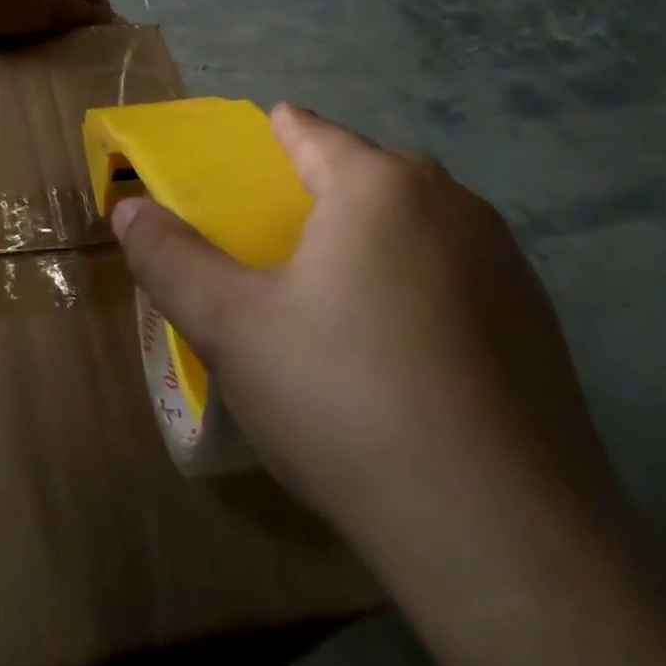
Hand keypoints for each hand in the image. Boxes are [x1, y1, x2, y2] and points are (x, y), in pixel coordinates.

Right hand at [110, 104, 621, 595]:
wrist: (501, 534)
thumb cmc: (345, 400)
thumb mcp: (231, 328)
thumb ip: (171, 258)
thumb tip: (128, 209)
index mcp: (379, 186)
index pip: (311, 132)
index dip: (273, 136)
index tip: (249, 156)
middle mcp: (453, 203)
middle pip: (365, 175)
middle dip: (318, 193)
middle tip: (274, 244)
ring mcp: (506, 262)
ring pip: (414, 225)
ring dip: (369, 239)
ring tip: (331, 296)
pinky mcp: (536, 321)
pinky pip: (453, 274)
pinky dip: (415, 284)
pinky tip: (397, 350)